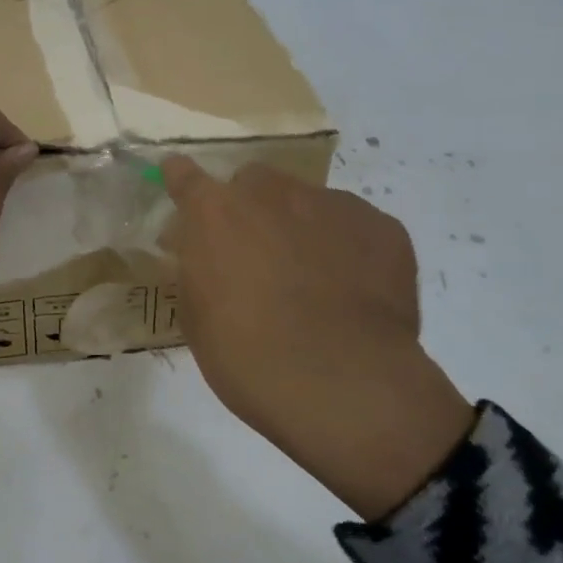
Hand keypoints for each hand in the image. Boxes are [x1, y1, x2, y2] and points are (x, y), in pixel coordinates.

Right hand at [160, 157, 475, 520]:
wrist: (343, 386)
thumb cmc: (248, 358)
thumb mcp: (197, 316)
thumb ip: (197, 270)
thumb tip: (206, 253)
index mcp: (216, 213)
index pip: (185, 176)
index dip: (181, 179)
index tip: (179, 180)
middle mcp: (271, 193)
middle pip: (254, 181)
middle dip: (250, 207)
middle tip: (255, 253)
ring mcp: (332, 204)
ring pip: (308, 201)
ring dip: (300, 226)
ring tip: (313, 278)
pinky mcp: (382, 227)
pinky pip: (355, 225)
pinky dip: (347, 247)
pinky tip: (353, 290)